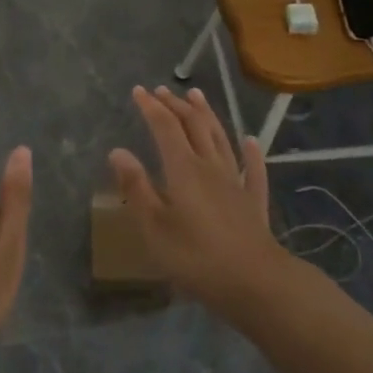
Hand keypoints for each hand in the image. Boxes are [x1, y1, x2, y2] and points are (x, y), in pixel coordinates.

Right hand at [108, 86, 286, 311]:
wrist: (255, 282)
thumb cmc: (195, 257)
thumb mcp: (154, 226)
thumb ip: (136, 187)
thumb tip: (118, 151)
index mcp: (183, 169)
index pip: (164, 127)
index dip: (151, 107)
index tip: (138, 91)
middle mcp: (210, 166)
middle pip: (193, 126)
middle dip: (176, 105)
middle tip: (162, 91)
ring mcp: (236, 182)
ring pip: (221, 138)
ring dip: (207, 115)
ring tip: (197, 96)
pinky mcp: (253, 201)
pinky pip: (253, 168)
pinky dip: (250, 151)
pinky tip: (250, 140)